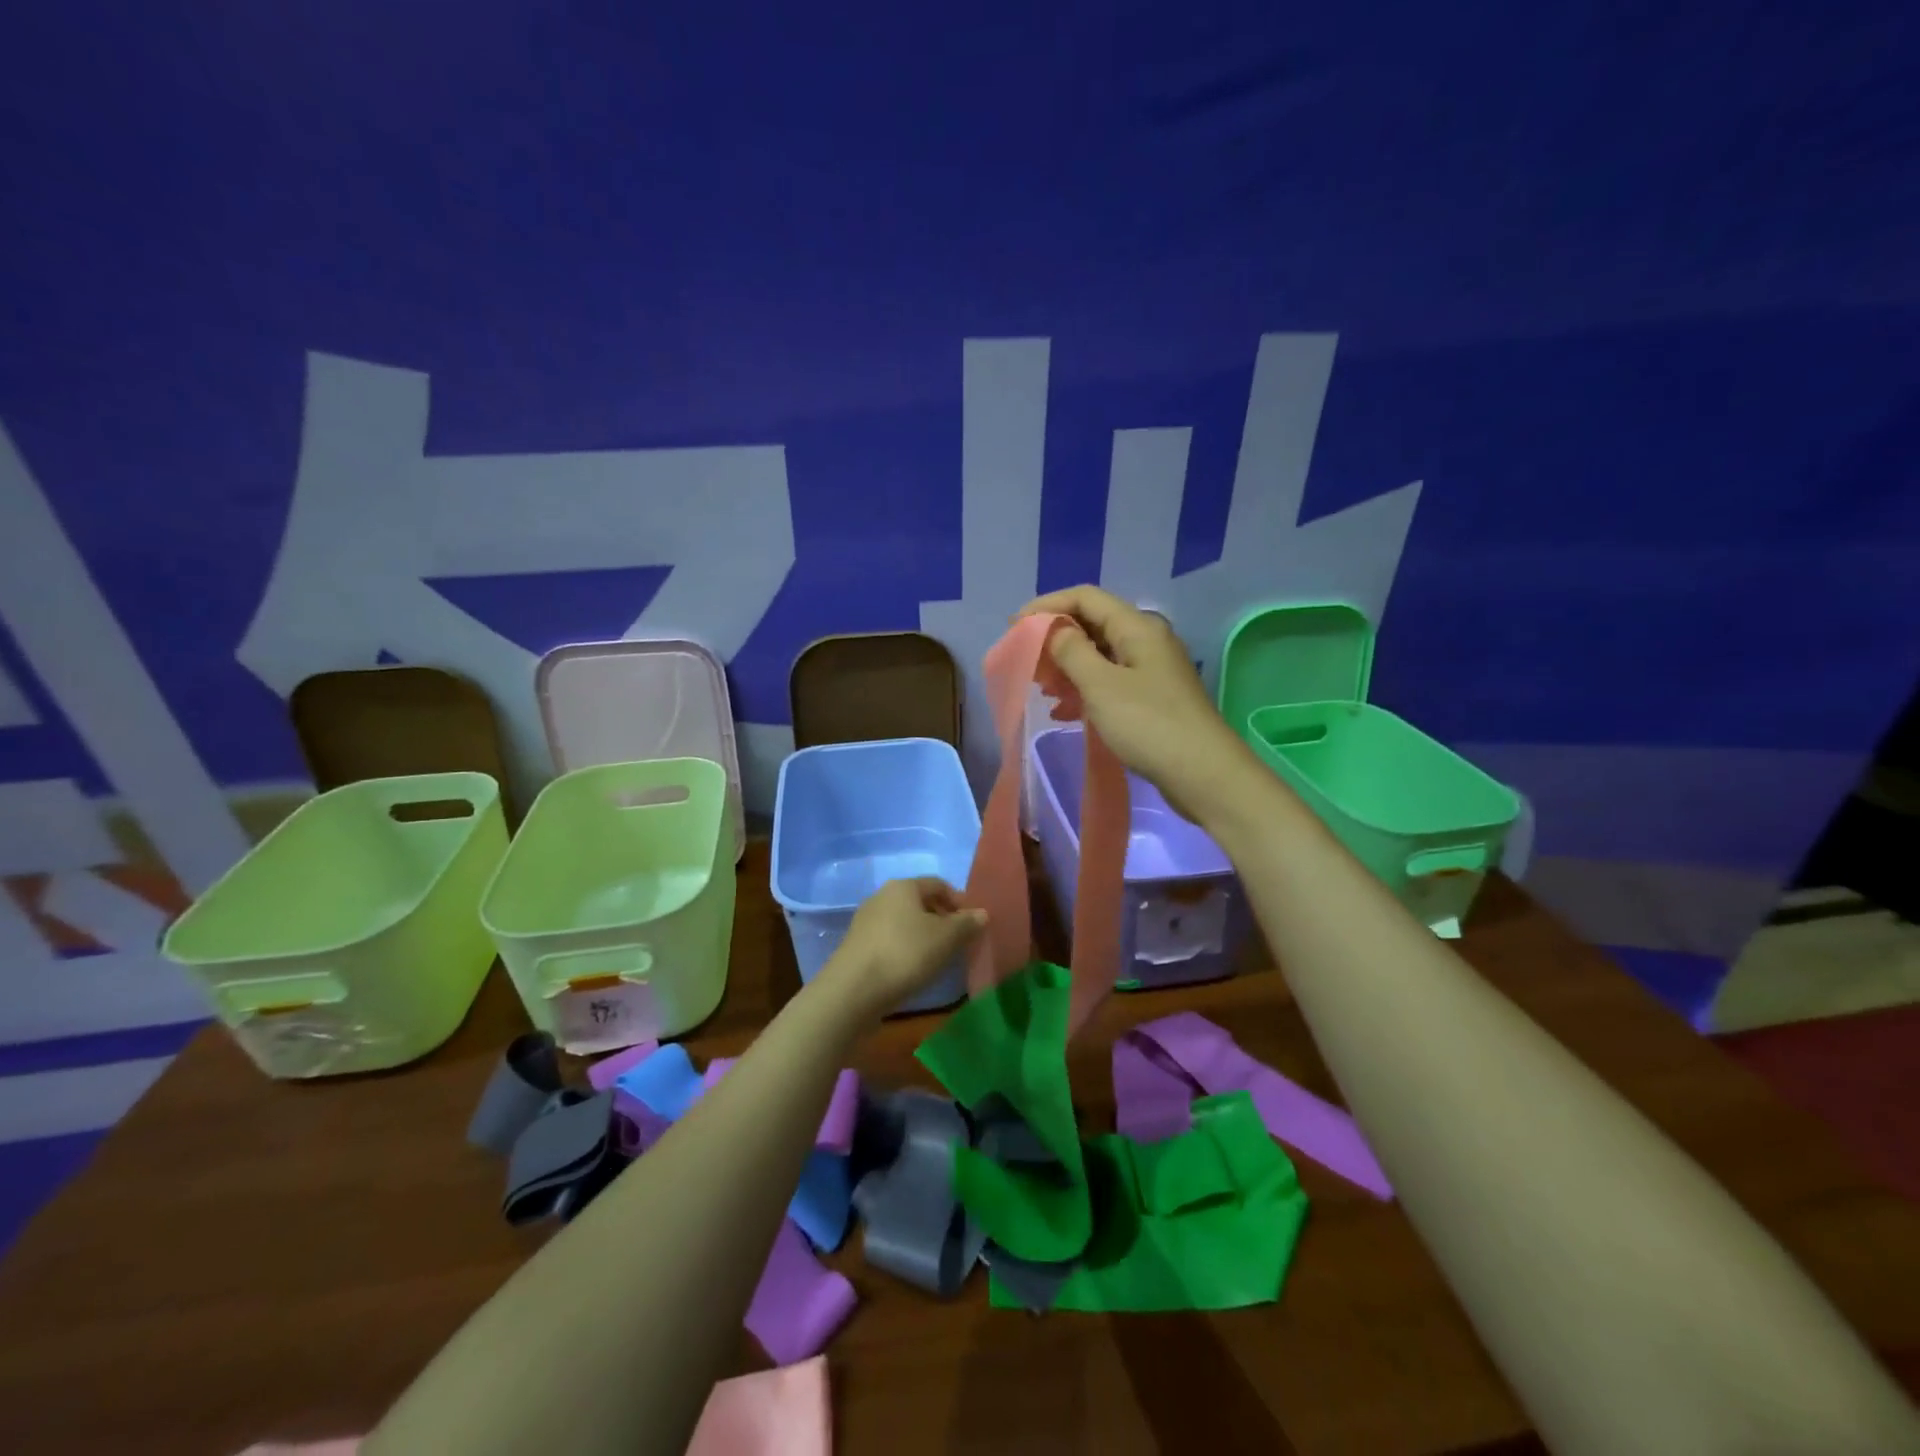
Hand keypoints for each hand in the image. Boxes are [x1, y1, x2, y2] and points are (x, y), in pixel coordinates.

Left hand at [821, 878, 986, 1020]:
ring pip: (904, 922)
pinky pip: (890, 940)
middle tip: (958, 942)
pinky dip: (905, 949)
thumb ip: (966, 924)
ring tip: (938, 958)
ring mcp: (865, 922)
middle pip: (919, 902)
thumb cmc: (905, 954)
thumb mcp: (945, 939)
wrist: (852, 991)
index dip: (959, 901)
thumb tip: (982, 913)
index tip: (973, 924)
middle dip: (942, 919)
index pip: (938, 884)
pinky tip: (913, 970)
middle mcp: (881, 897)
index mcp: (903, 886)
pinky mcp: (857, 946)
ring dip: (923, 936)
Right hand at [1018, 585, 1260, 826]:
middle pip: (1092, 624)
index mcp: (1137, 627)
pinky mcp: (1151, 698)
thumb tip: (1053, 628)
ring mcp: (1150, 671)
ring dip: (1066, 667)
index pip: (1085, 598)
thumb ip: (1071, 651)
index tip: (1014, 627)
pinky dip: (1083, 690)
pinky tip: (1064, 712)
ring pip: (1099, 656)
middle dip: (1055, 638)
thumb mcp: (1101, 685)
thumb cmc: (1148, 724)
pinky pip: (1109, 682)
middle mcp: (1146, 640)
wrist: (1203, 774)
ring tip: (1041, 688)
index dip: (1046, 606)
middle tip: (1026, 661)